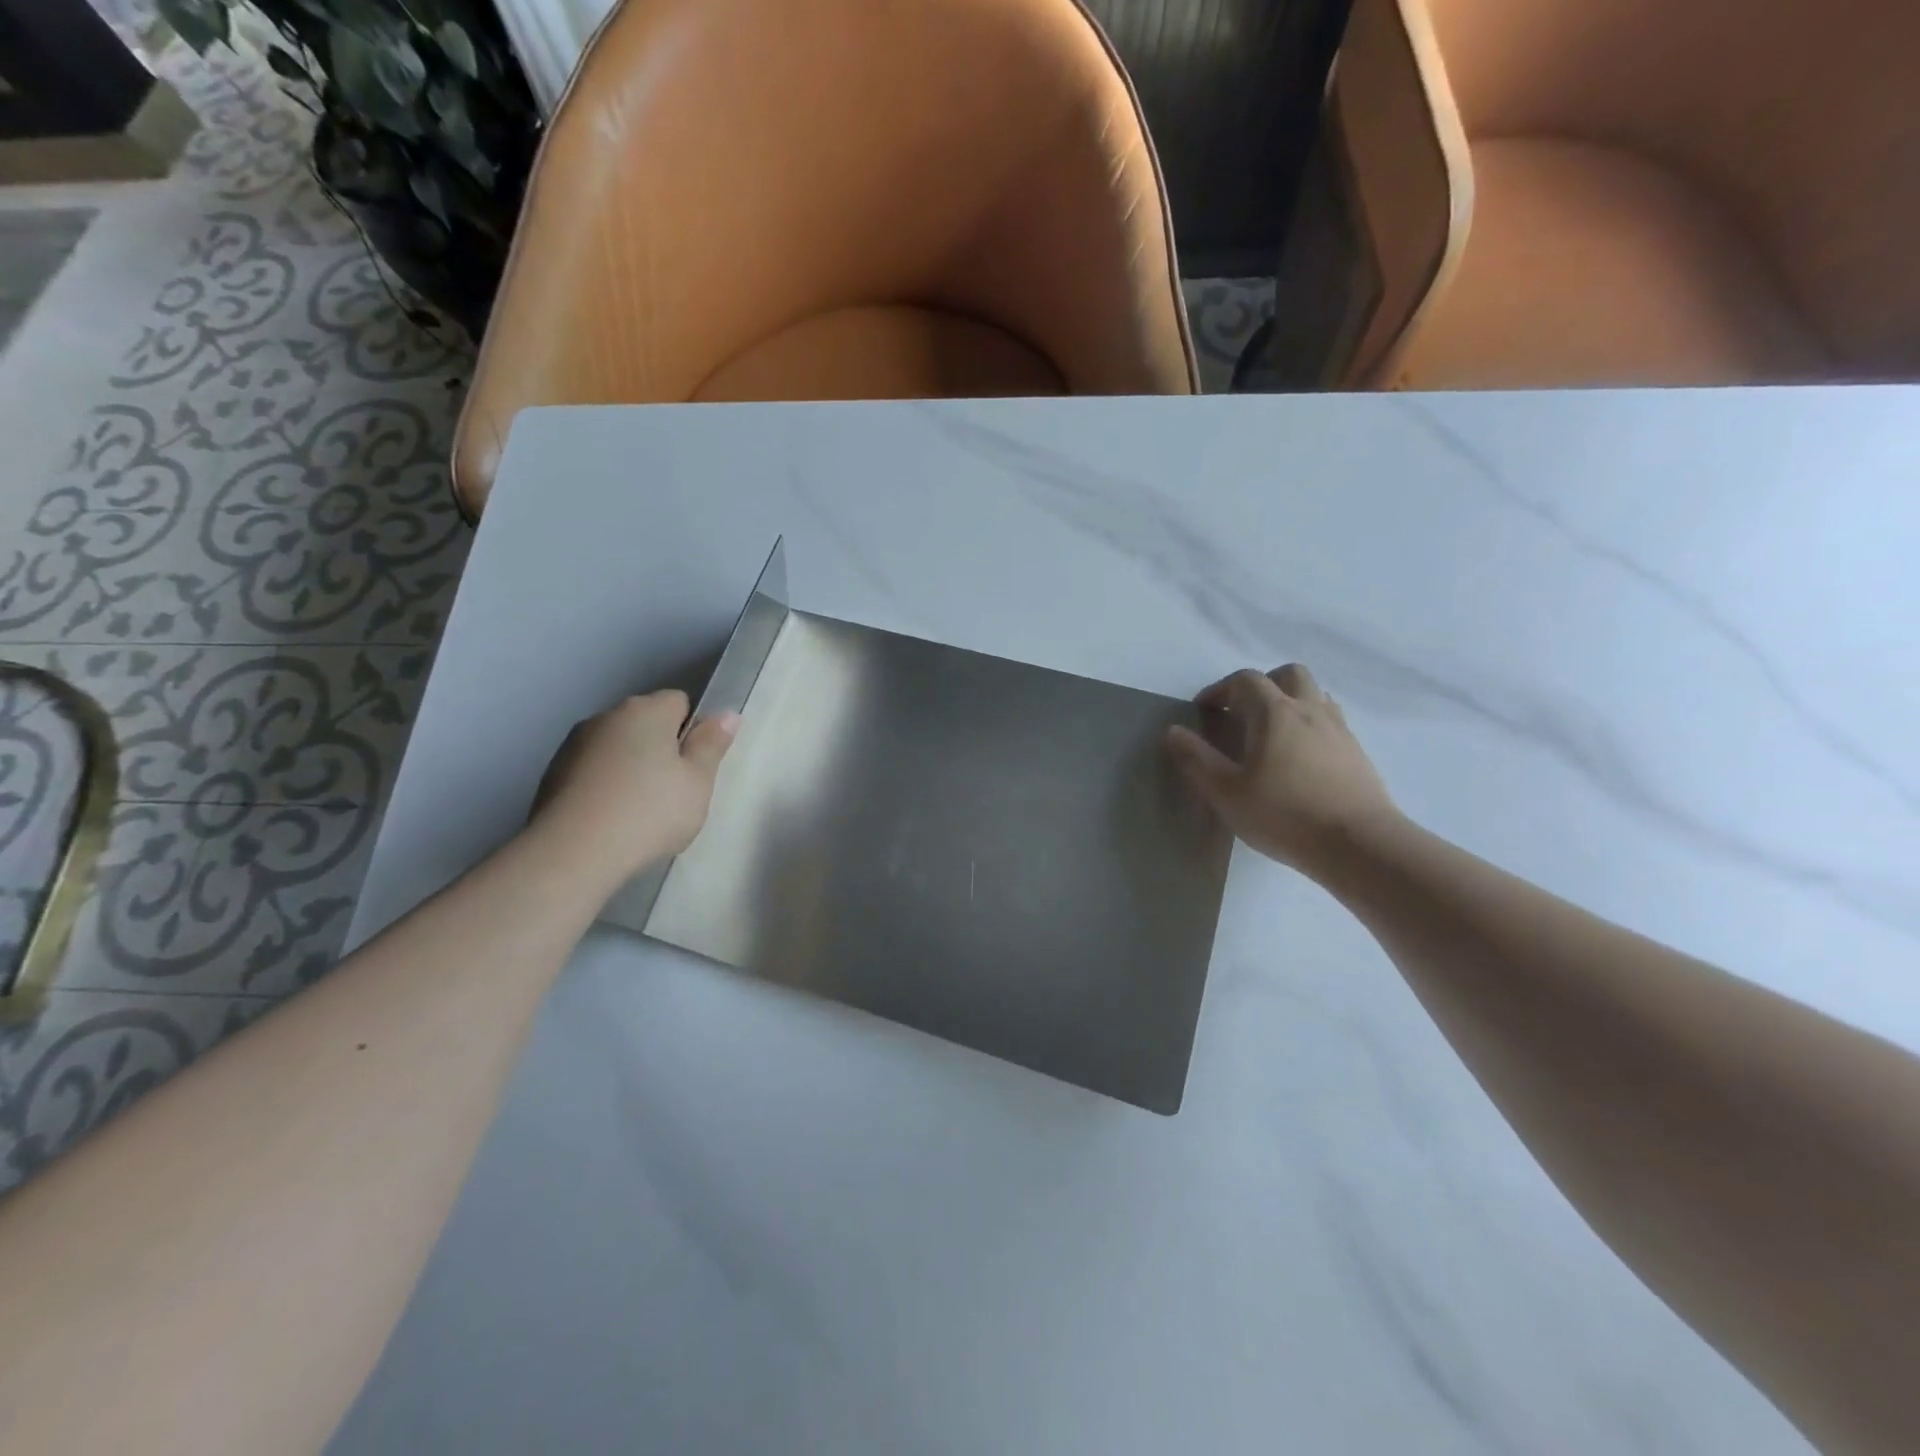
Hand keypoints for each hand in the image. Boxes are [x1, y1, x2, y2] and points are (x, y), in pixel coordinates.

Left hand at [532, 690, 738, 885]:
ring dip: (631, 768)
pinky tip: (610, 820)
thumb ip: (712, 745)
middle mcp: (606, 716)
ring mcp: (573, 745)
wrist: (572, 853)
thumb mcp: (697, 782)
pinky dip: (605, 787)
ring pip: (617, 748)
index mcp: (645, 711)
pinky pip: (593, 771)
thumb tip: (727, 715)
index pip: (679, 702)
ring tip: (639, 812)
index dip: (693, 731)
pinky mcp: (552, 774)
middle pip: (646, 724)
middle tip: (675, 792)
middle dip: (662, 749)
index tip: (695, 766)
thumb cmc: (649, 812)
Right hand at [1165, 664, 1399, 872]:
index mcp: (1274, 712)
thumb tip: (1173, 732)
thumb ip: (1196, 759)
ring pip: (1315, 695)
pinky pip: (1331, 723)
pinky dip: (1310, 726)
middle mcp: (1310, 710)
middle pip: (1288, 674)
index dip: (1220, 690)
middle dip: (1262, 685)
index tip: (1204, 711)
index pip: (1245, 680)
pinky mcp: (1358, 753)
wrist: (1359, 844)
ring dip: (1290, 702)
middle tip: (1243, 713)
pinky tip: (1300, 759)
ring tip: (1272, 734)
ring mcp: (1339, 730)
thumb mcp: (1226, 792)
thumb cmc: (1284, 814)